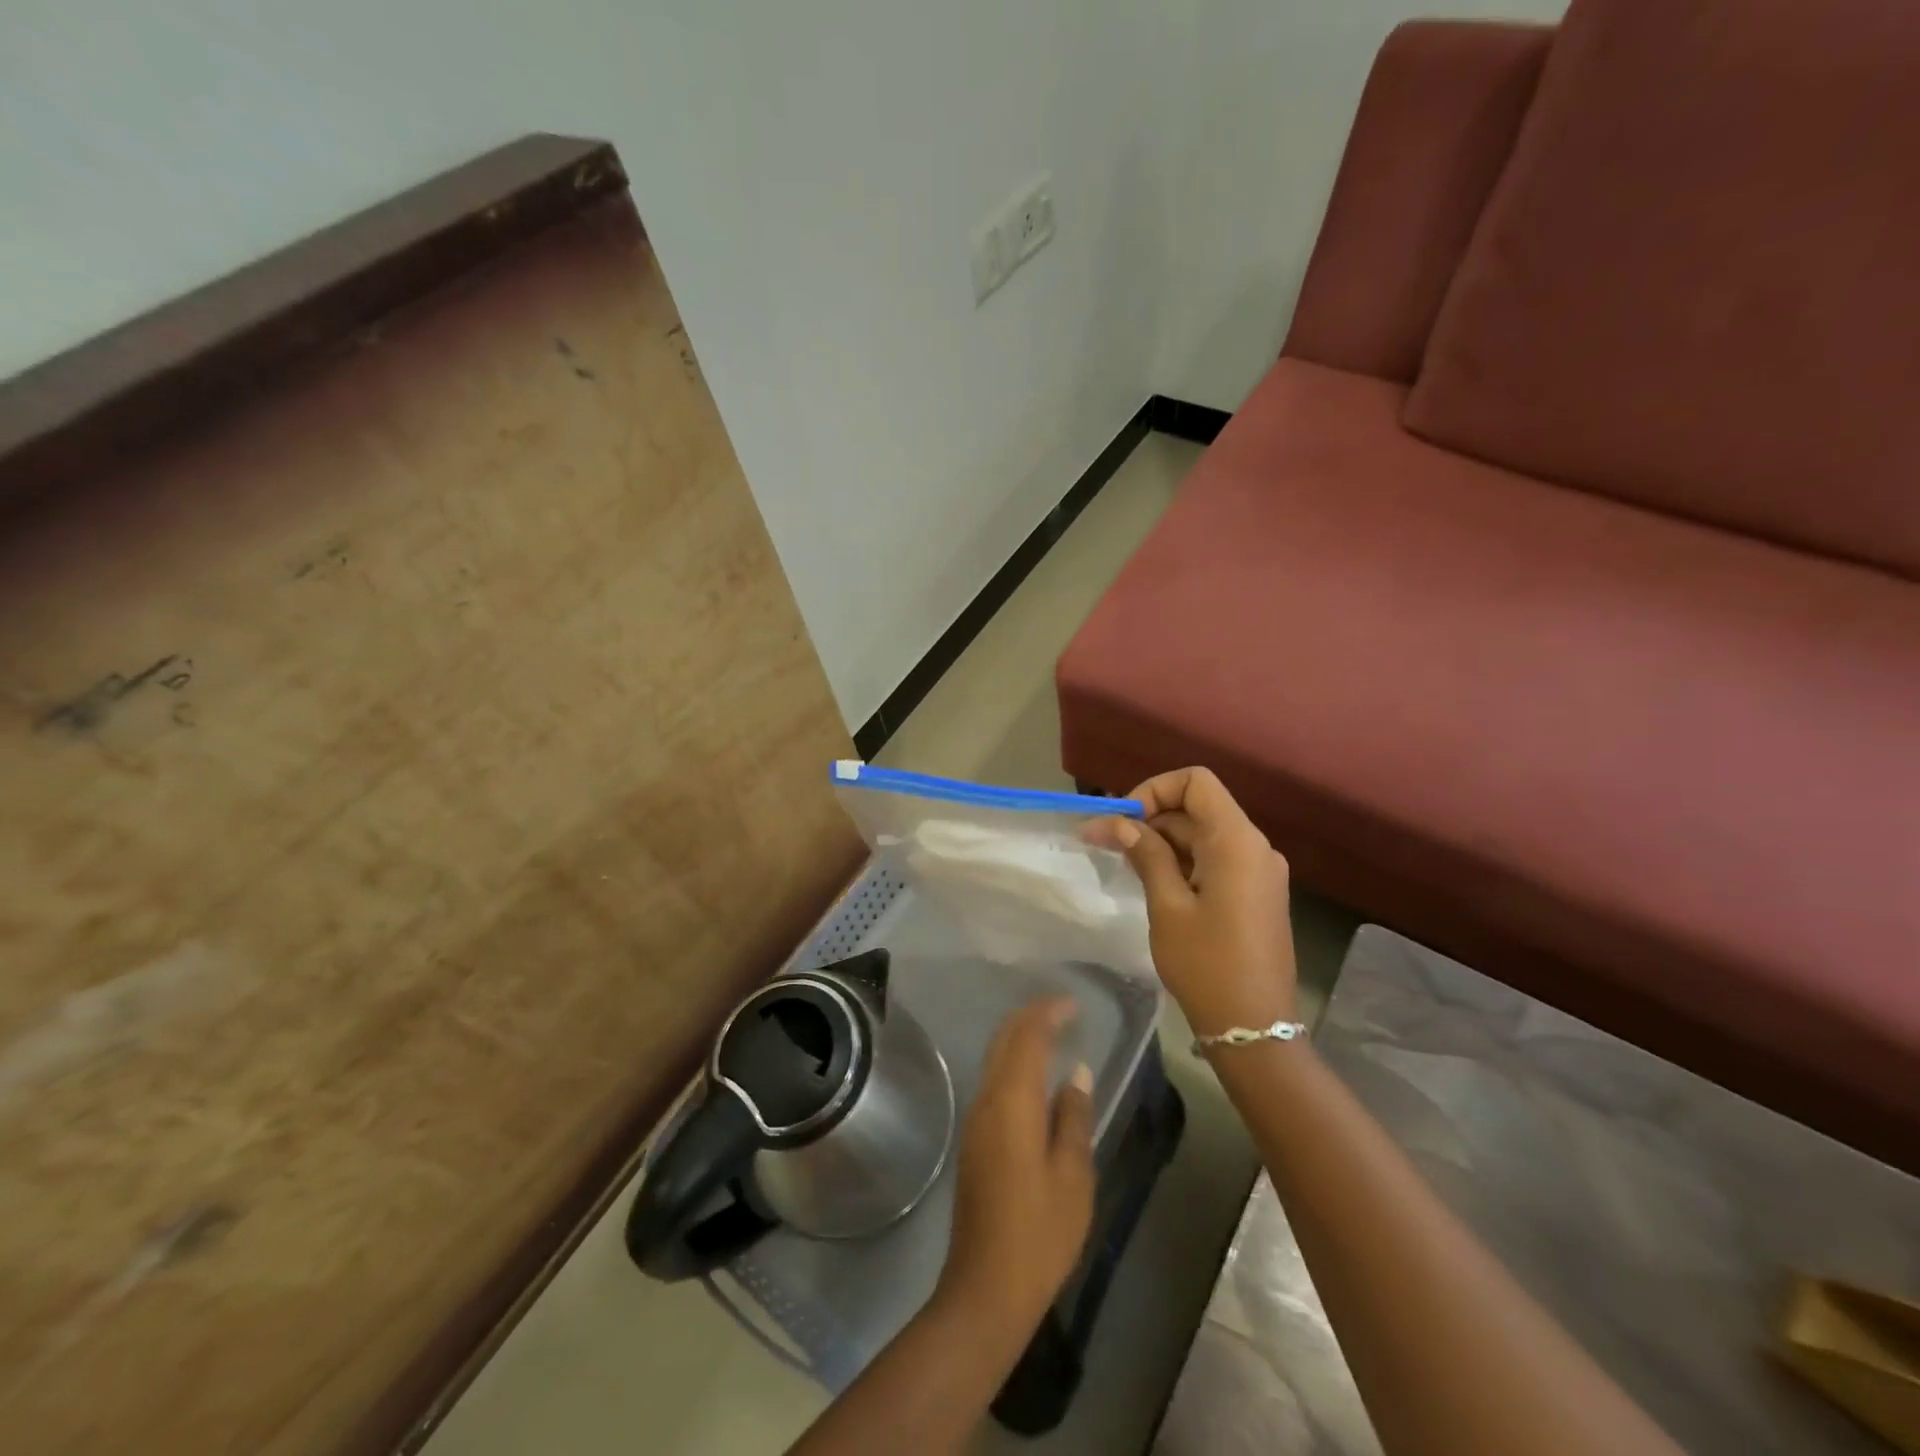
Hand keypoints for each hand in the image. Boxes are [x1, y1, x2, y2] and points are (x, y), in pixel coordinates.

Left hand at [934, 999, 1094, 1344]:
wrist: (986, 1287)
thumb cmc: (1039, 1233)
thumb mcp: (1073, 1176)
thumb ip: (1073, 1117)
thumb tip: (1076, 1072)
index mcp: (1012, 1102)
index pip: (1026, 1037)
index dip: (1047, 1012)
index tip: (1073, 1003)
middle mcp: (986, 1100)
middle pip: (1004, 1040)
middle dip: (1030, 1017)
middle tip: (1063, 1011)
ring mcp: (975, 1120)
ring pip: (995, 1059)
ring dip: (1020, 1039)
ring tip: (1053, 1035)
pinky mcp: (973, 1140)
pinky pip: (993, 1082)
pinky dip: (1013, 1064)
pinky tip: (1035, 1079)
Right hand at [1086, 766, 1296, 1037]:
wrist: (1254, 1028)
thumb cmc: (1206, 964)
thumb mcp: (1167, 906)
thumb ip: (1145, 855)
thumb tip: (1119, 822)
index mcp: (1237, 841)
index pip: (1196, 782)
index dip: (1154, 790)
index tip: (1124, 822)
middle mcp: (1254, 846)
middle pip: (1197, 807)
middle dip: (1150, 819)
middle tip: (1105, 844)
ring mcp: (1259, 871)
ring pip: (1203, 834)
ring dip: (1162, 842)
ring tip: (1124, 866)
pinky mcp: (1255, 893)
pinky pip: (1215, 859)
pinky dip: (1182, 861)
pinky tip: (1154, 884)